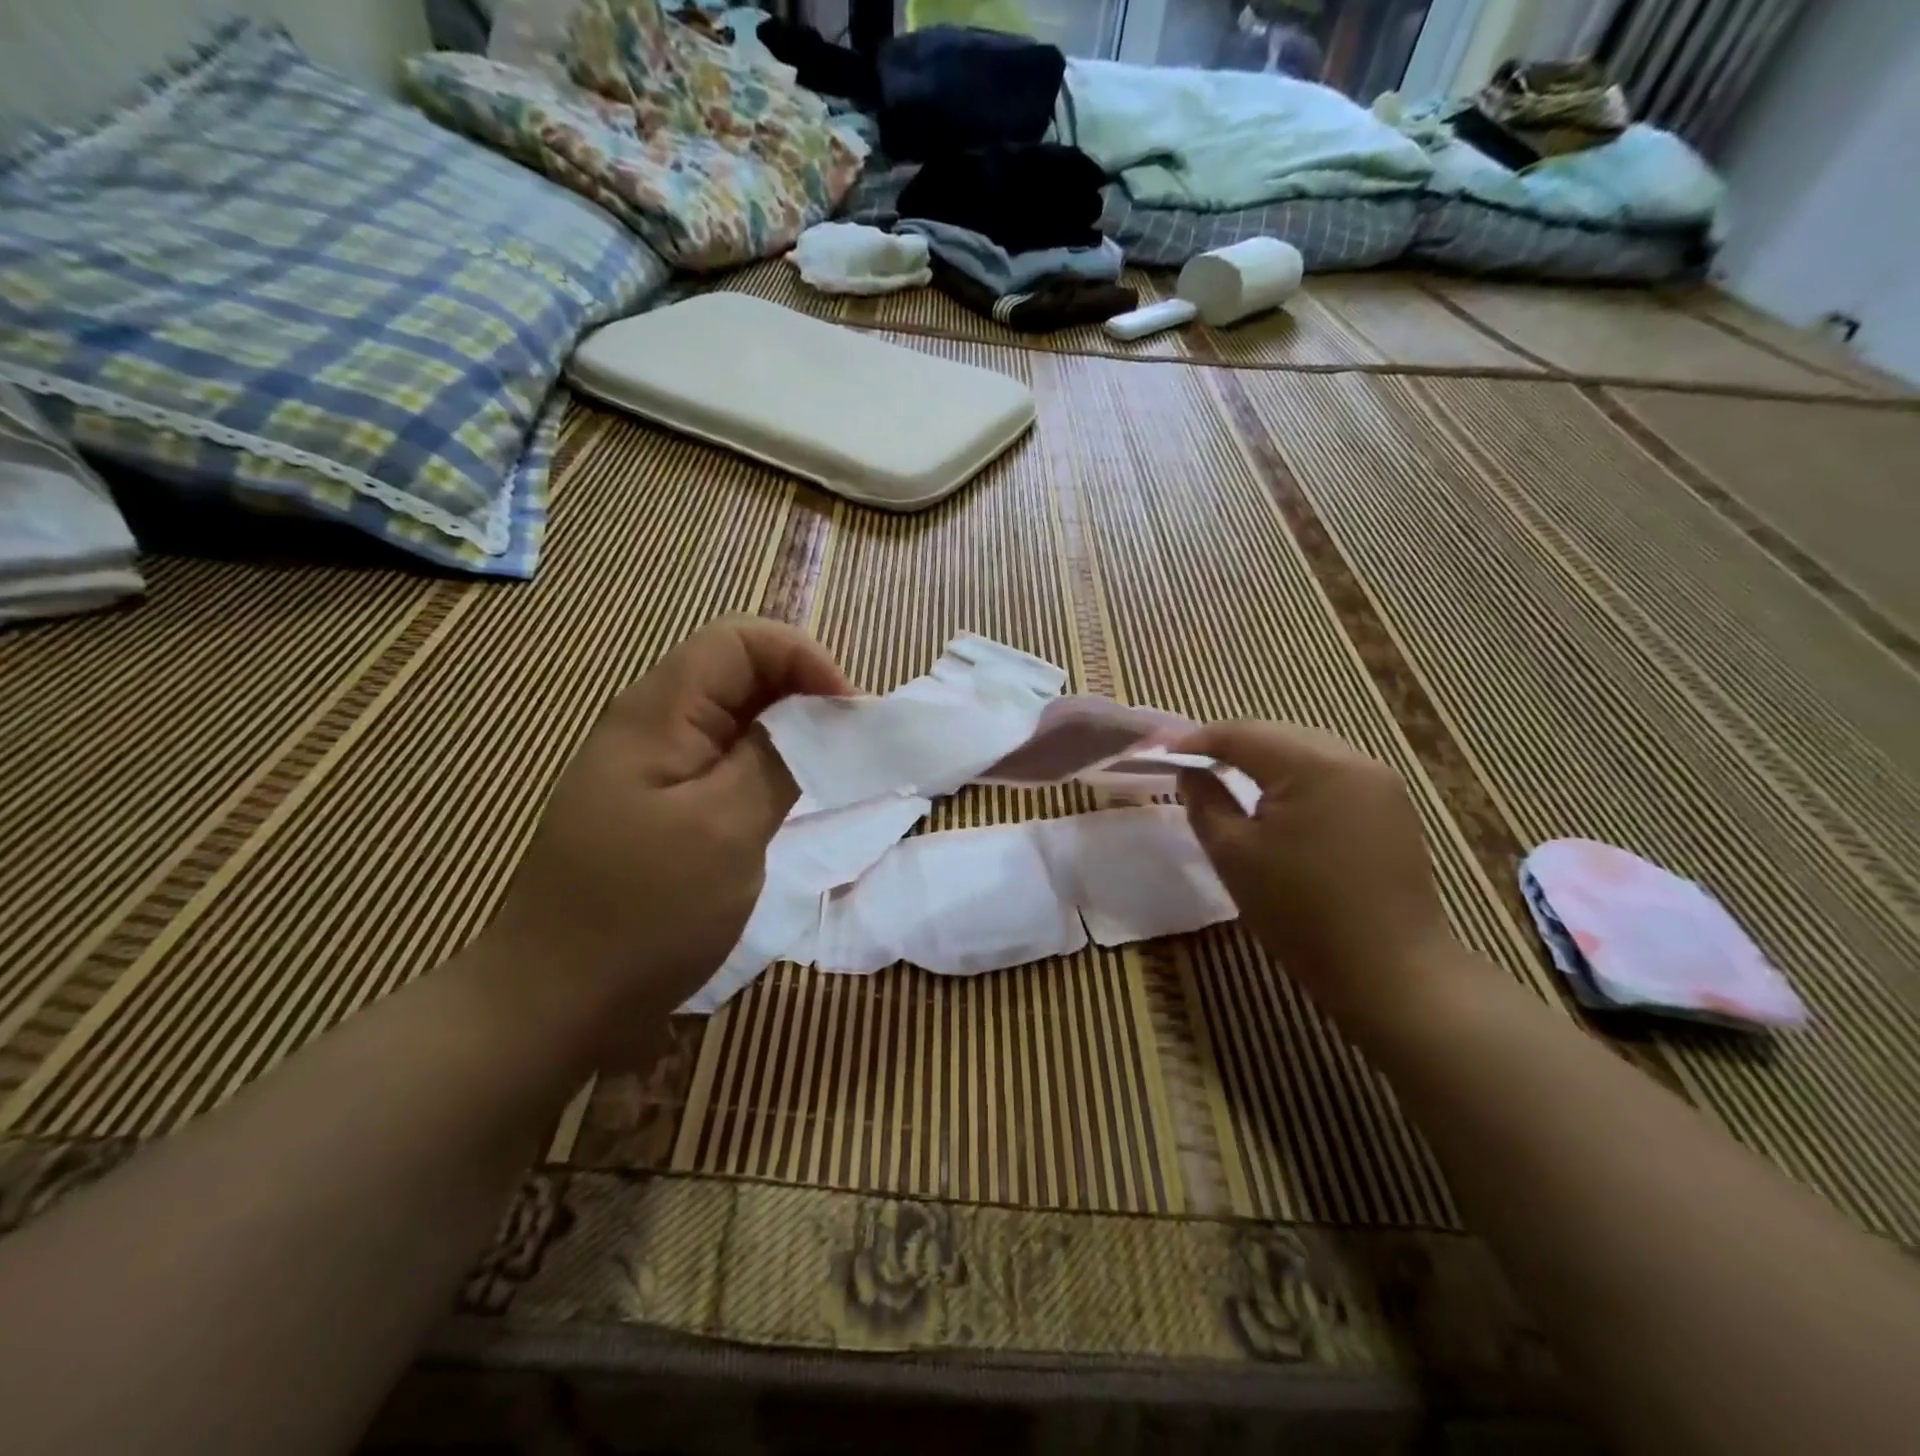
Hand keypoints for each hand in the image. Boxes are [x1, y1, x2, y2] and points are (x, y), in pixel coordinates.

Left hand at [482, 616, 849, 1065]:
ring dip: (789, 730)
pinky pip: (723, 761)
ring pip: (735, 718)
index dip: (804, 658)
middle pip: (739, 672)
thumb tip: (821, 715)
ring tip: (832, 768)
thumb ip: (777, 759)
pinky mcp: (660, 806)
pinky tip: (791, 798)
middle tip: (850, 743)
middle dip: (804, 692)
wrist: (554, 1002)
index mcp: (659, 713)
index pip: (741, 640)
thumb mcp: (725, 830)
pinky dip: (767, 766)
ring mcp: (652, 767)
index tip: (848, 713)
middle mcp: (653, 724)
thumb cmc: (642, 914)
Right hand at [1178, 722, 1460, 1044]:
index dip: (1196, 741)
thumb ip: (1204, 800)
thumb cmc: (1299, 912)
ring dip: (1265, 759)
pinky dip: (1297, 778)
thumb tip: (1191, 771)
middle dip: (1231, 746)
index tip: (1163, 757)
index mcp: (1313, 766)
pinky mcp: (1393, 807)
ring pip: (1307, 751)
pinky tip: (1278, 803)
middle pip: (1277, 734)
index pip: (1241, 733)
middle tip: (1192, 767)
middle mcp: (1353, 760)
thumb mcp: (1232, 854)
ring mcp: (1381, 782)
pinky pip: (1332, 773)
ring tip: (1229, 780)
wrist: (1389, 971)